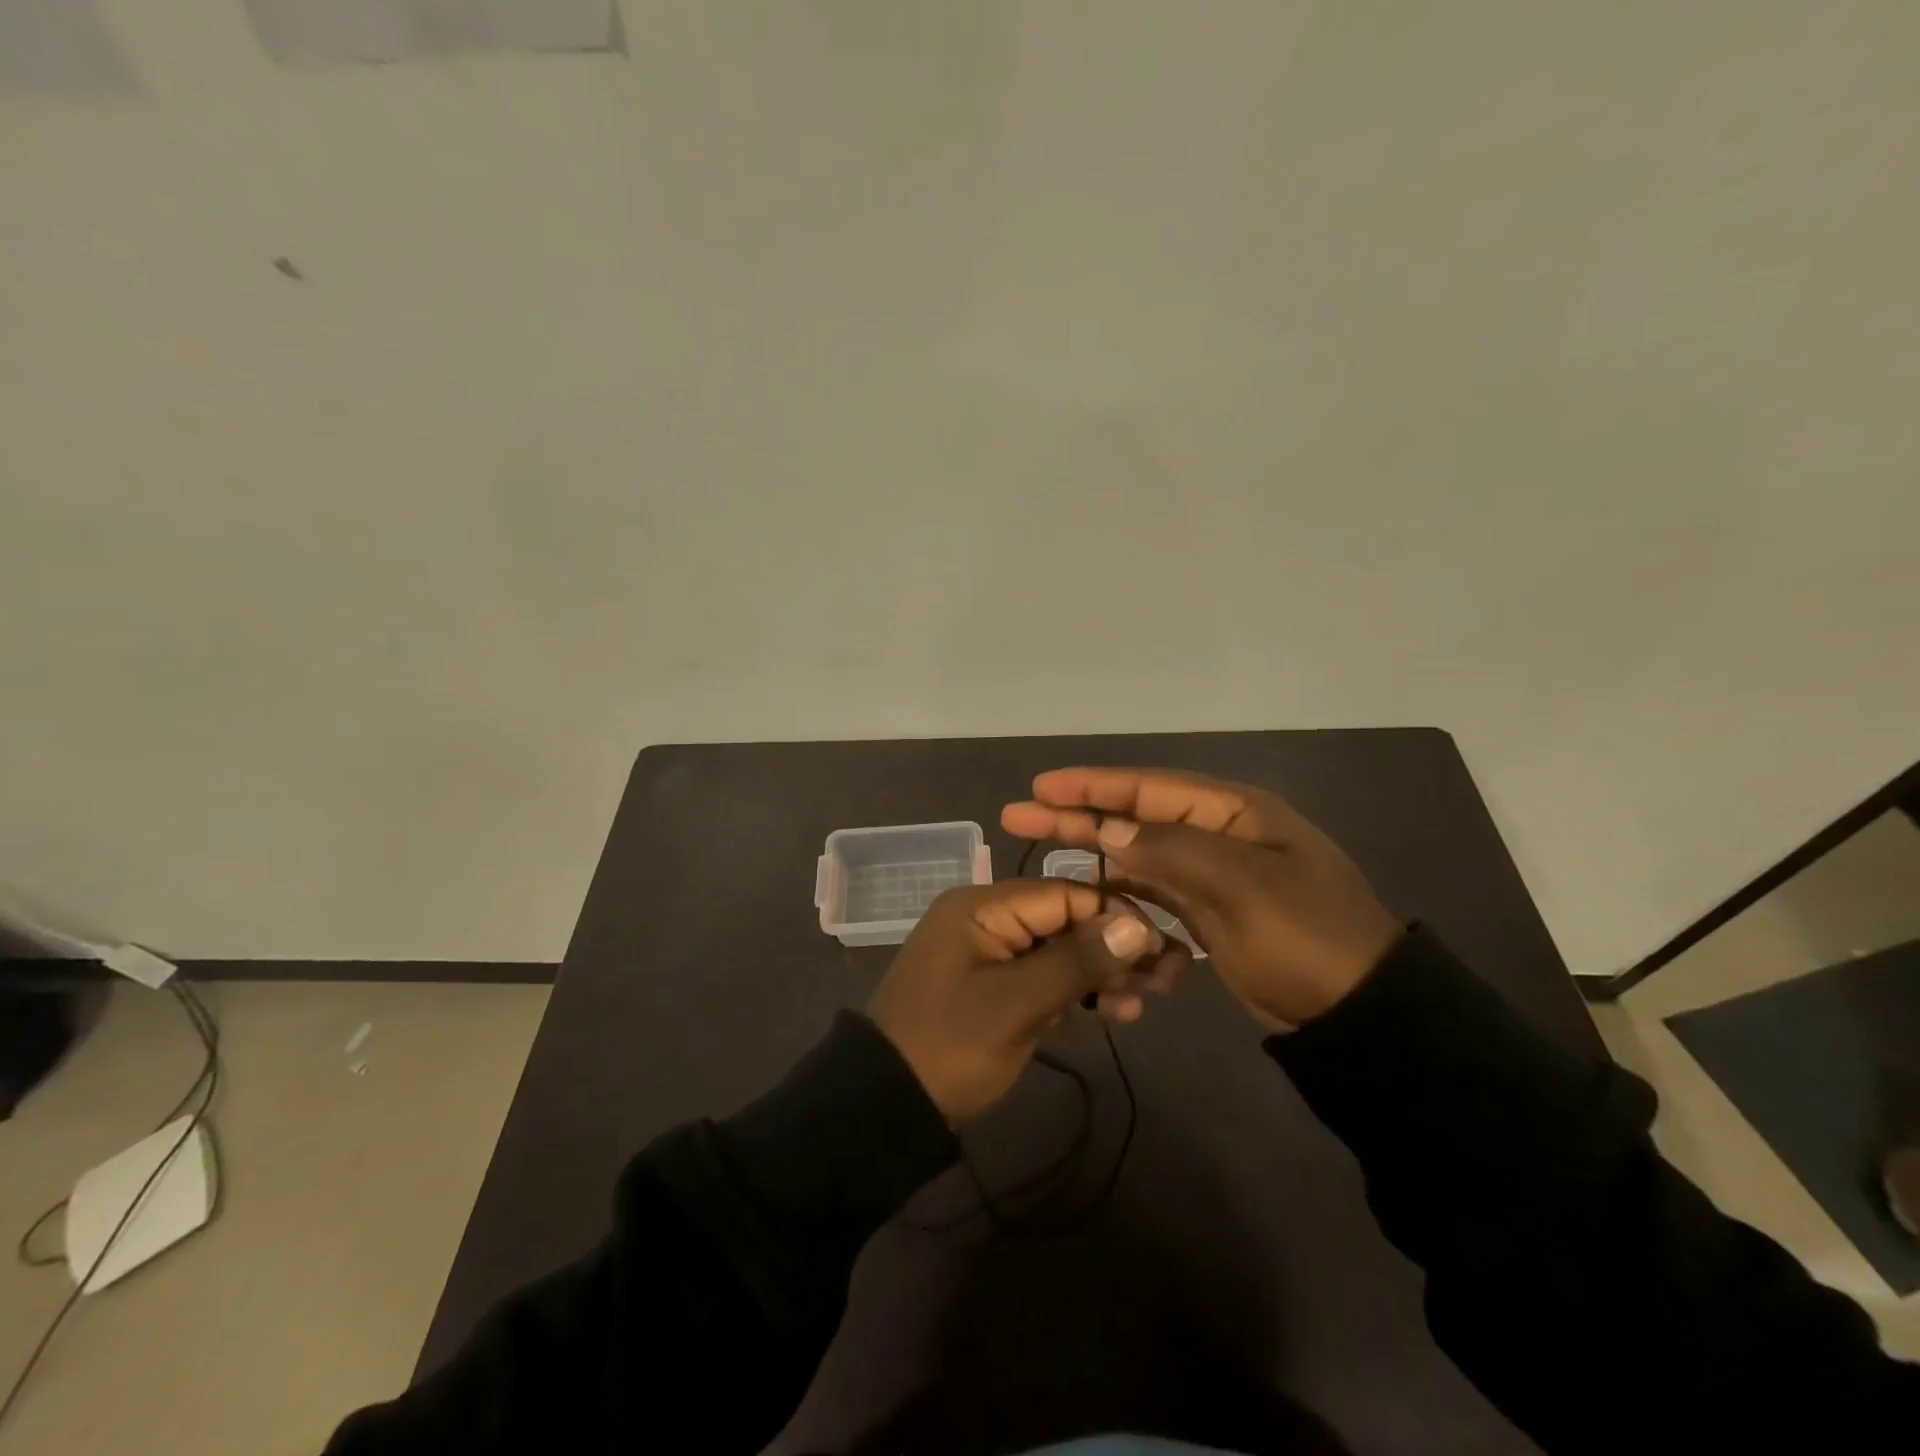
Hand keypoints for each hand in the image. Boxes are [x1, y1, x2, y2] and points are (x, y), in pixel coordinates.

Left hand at [867, 880, 1183, 1120]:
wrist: (887, 1103)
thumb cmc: (950, 1044)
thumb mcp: (1017, 1003)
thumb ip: (1077, 961)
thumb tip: (1139, 925)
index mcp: (984, 907)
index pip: (1064, 894)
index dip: (1116, 916)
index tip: (1162, 947)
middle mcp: (988, 919)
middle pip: (1065, 920)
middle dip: (1115, 947)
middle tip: (1167, 980)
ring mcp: (991, 954)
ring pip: (1060, 950)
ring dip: (1101, 973)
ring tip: (1141, 1005)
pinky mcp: (995, 987)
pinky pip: (1044, 977)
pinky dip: (1077, 992)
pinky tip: (1113, 1013)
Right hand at [1002, 768, 1404, 1029]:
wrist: (1358, 1015)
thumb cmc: (1306, 937)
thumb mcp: (1242, 886)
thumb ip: (1171, 851)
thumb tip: (1109, 830)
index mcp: (1233, 813)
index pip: (1149, 788)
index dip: (1092, 785)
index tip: (1041, 786)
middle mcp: (1218, 835)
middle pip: (1134, 817)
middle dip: (1078, 814)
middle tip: (1019, 814)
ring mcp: (1213, 875)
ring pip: (1138, 854)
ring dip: (1092, 850)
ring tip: (1040, 846)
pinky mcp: (1208, 912)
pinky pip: (1152, 892)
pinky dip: (1120, 891)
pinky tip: (1087, 891)